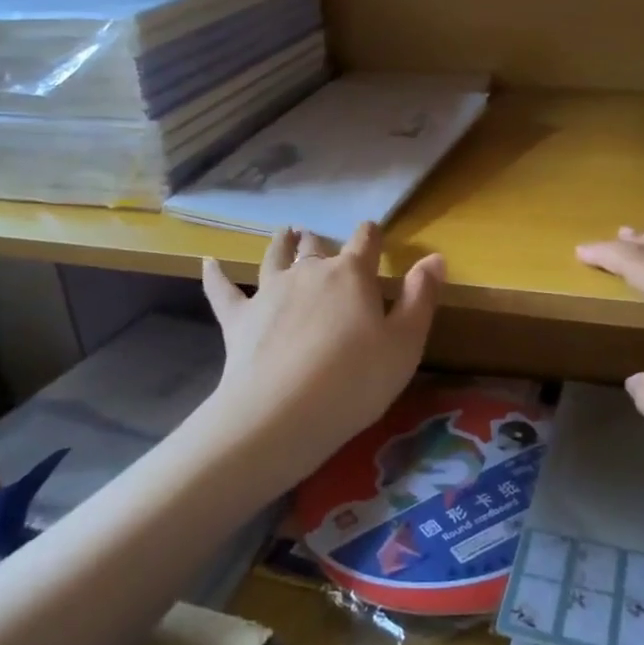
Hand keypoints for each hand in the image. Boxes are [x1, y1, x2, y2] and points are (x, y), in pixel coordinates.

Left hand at [200, 224, 444, 489]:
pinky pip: (224, 289)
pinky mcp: (239, 318)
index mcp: (352, 275)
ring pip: (276, 257)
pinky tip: (208, 262)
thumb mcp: (405, 343)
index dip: (371, 235)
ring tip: (286, 232)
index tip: (374, 233)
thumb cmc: (356, 380)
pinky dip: (216, 275)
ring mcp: (270, 292)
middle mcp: (309, 273)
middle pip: (317, 248)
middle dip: (323, 243)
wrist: (283, 412)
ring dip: (282, 243)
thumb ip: (421, 297)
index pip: (365, 241)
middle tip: (322, 241)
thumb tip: (434, 257)